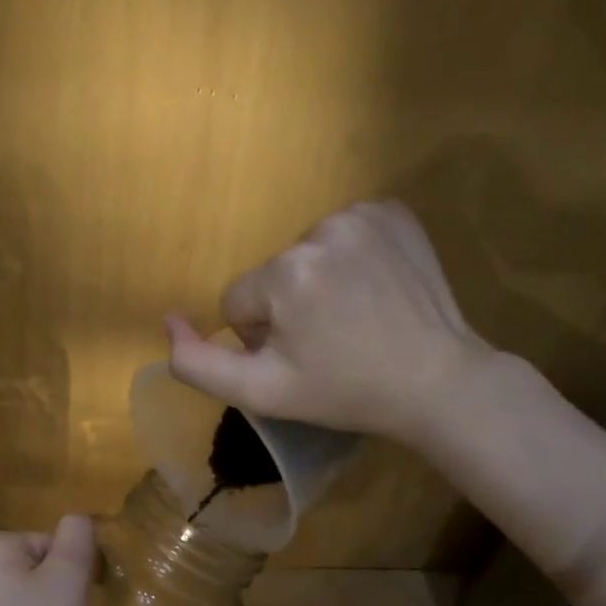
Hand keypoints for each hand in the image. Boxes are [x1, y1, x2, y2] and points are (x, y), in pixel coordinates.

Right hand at [166, 201, 494, 441]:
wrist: (437, 382)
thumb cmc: (345, 392)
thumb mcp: (261, 392)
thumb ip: (198, 363)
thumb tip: (168, 319)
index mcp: (286, 273)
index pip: (239, 301)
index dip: (261, 336)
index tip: (301, 357)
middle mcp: (321, 230)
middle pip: (273, 274)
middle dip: (289, 307)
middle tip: (329, 342)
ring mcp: (363, 215)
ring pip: (306, 252)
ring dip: (319, 281)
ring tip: (355, 317)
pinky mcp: (394, 212)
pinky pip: (345, 232)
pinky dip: (351, 258)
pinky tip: (375, 289)